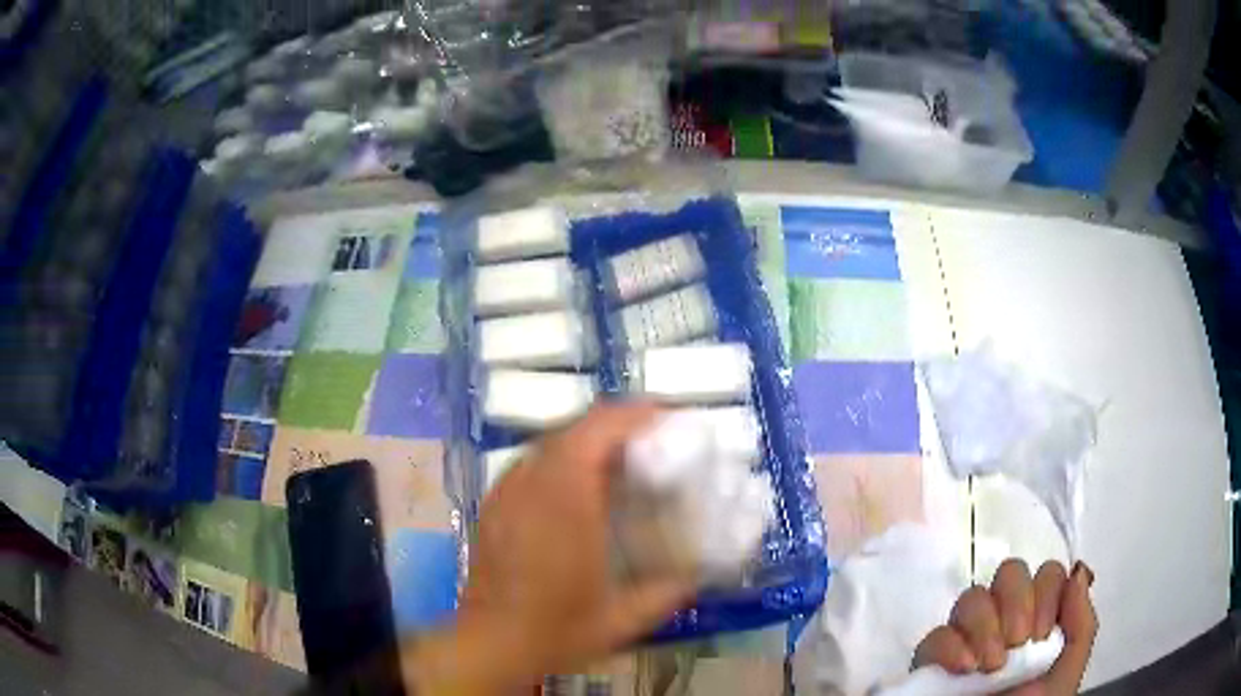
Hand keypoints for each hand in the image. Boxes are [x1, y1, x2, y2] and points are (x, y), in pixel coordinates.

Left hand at [404, 403, 694, 693]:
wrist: (490, 643)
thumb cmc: (556, 630)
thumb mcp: (623, 619)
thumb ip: (667, 593)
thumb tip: (699, 573)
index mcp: (566, 502)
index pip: (598, 431)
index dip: (635, 414)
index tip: (668, 418)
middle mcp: (531, 484)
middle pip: (574, 428)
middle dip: (616, 424)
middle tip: (652, 440)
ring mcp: (506, 492)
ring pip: (549, 442)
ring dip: (588, 440)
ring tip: (619, 459)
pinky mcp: (493, 505)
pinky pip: (530, 463)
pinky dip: (561, 460)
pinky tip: (576, 488)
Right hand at [913, 559, 1097, 695]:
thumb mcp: (1067, 672)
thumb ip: (1081, 625)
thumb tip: (1077, 574)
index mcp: (1040, 619)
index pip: (1046, 574)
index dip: (1046, 593)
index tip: (1043, 634)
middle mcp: (1004, 621)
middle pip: (1009, 574)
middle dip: (1015, 602)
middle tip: (1017, 644)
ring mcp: (967, 639)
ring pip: (972, 598)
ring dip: (984, 626)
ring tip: (990, 666)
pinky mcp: (933, 662)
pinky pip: (935, 636)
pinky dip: (950, 647)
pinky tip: (965, 669)